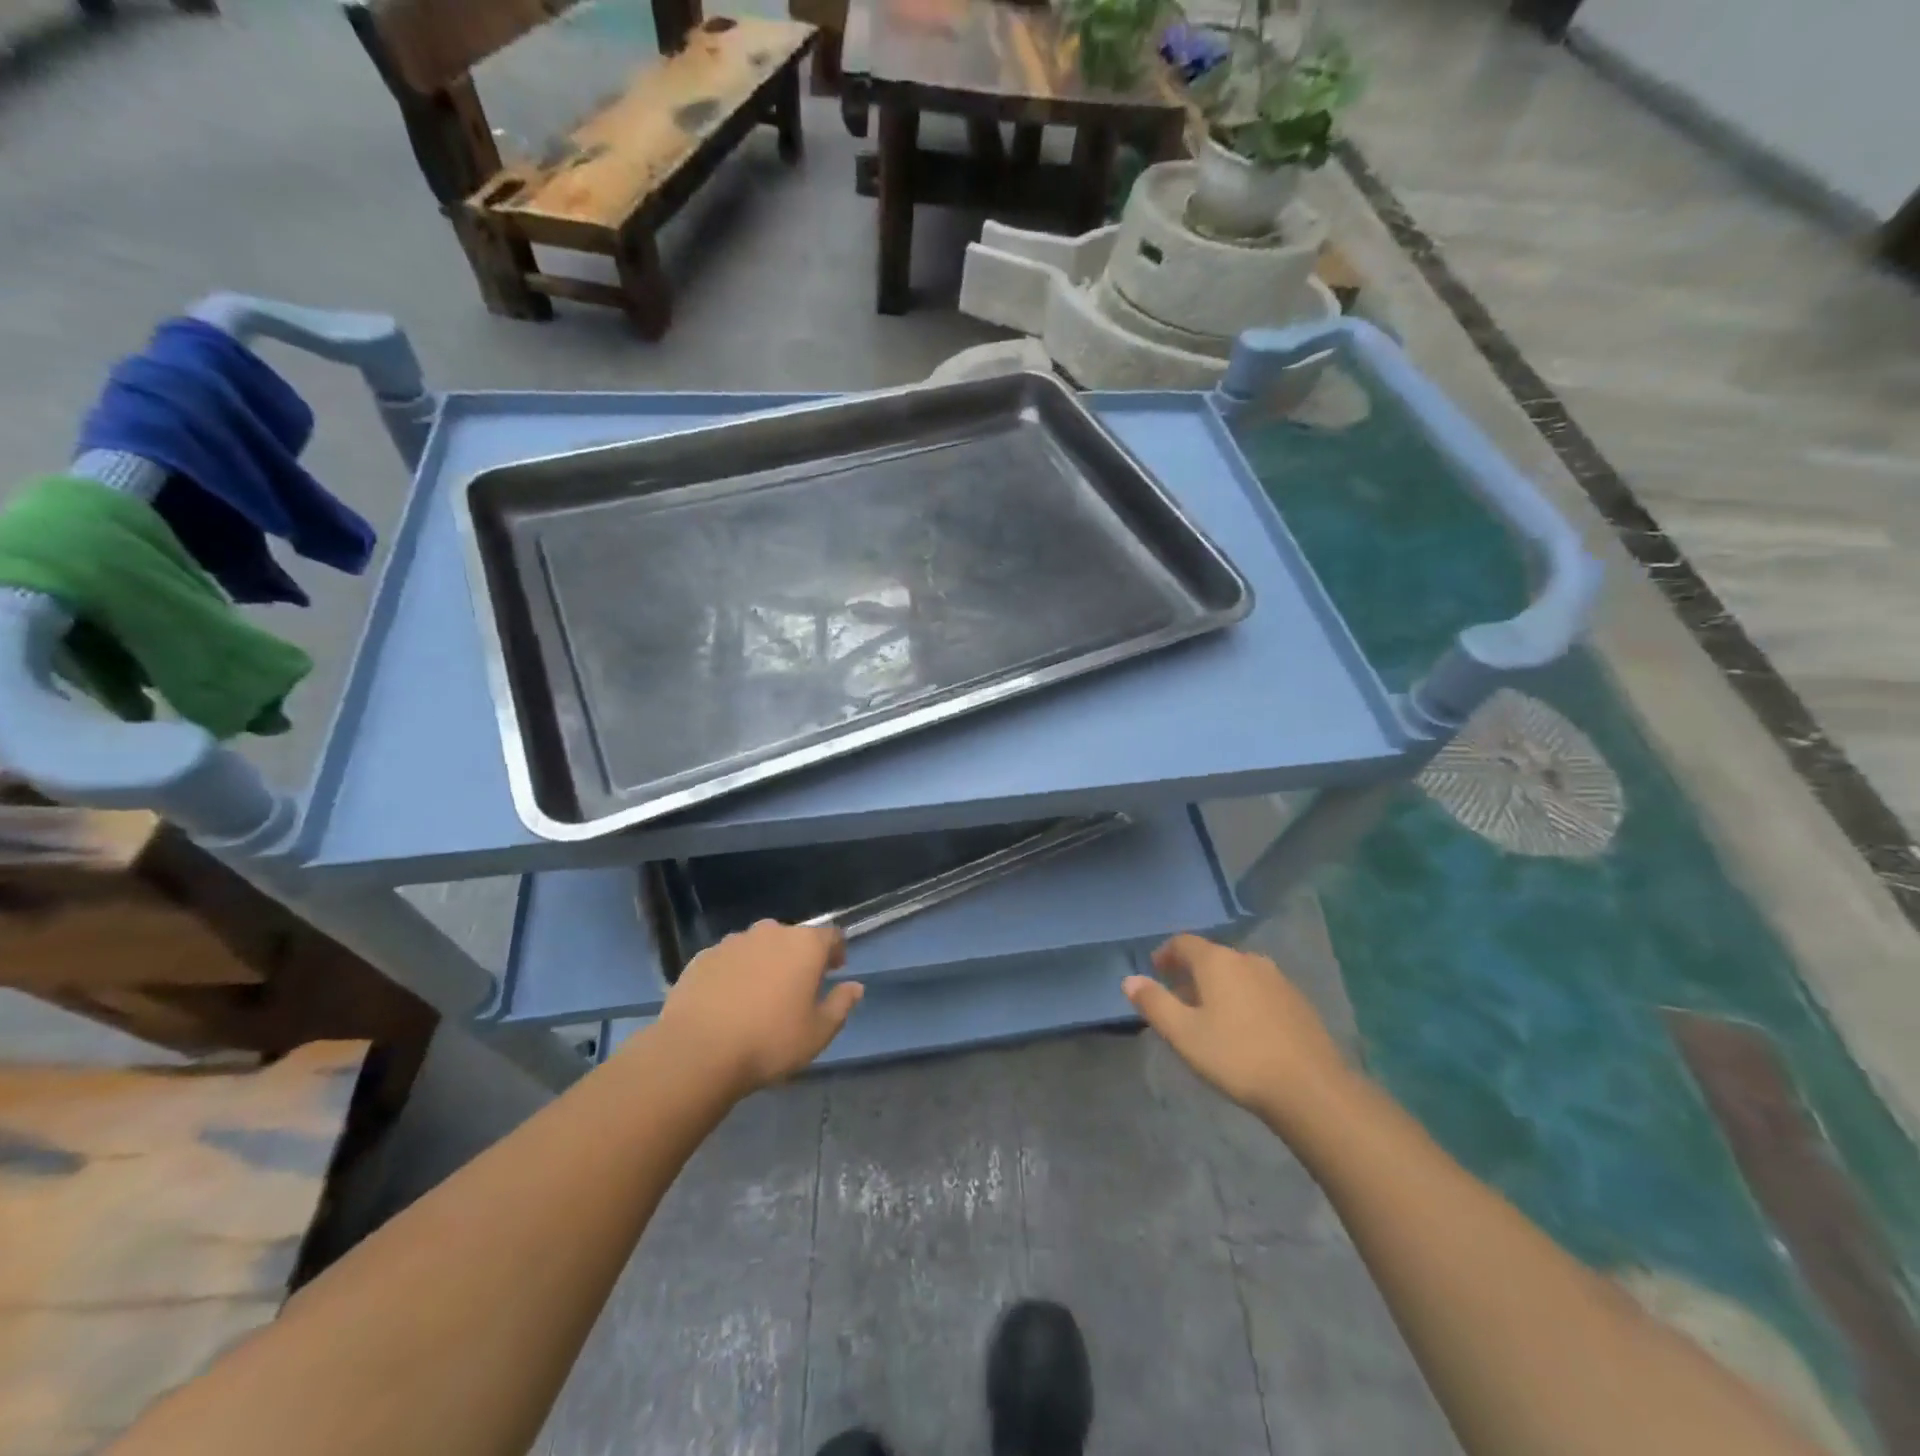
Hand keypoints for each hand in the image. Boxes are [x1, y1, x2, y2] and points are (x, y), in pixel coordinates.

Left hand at [655, 920, 862, 1097]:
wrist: (697, 1051)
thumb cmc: (769, 1041)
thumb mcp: (818, 1033)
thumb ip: (841, 1005)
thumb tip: (855, 987)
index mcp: (804, 945)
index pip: (830, 935)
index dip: (835, 951)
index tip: (834, 971)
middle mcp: (770, 932)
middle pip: (792, 938)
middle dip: (797, 957)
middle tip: (796, 988)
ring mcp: (733, 942)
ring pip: (758, 946)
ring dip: (764, 963)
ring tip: (759, 996)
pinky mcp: (702, 957)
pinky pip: (728, 960)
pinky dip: (734, 973)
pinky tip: (727, 1001)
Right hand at [1124, 934, 1353, 1131]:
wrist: (1311, 1089)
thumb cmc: (1236, 1056)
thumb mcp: (1183, 1034)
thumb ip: (1154, 1003)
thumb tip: (1130, 980)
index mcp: (1217, 961)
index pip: (1184, 943)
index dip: (1166, 954)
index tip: (1156, 972)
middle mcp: (1248, 960)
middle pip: (1212, 957)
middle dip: (1191, 973)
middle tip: (1178, 1000)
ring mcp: (1278, 980)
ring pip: (1237, 973)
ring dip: (1219, 987)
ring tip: (1209, 1017)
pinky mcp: (1298, 1002)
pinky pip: (1259, 990)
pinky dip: (1243, 999)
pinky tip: (1243, 1030)